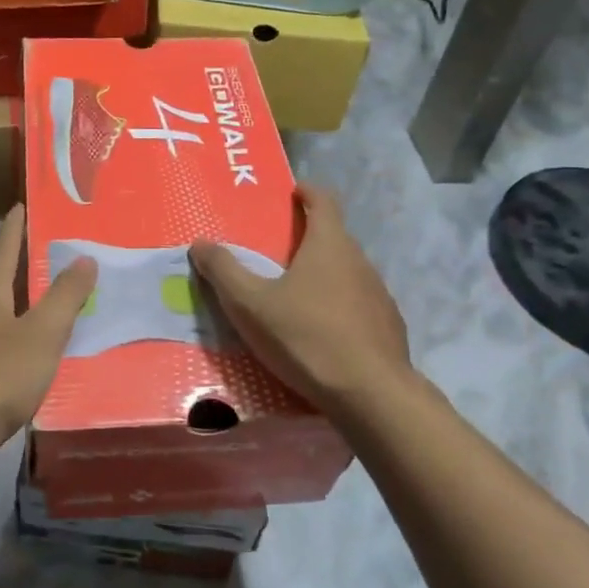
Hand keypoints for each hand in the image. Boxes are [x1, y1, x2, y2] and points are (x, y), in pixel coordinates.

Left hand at [0, 205, 96, 458]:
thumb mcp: (41, 332)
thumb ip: (65, 297)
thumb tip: (85, 258)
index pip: (4, 252)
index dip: (15, 229)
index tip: (21, 205)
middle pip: (2, 281)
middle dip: (25, 264)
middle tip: (56, 250)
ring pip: (6, 315)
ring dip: (29, 303)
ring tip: (60, 298)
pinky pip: (9, 346)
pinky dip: (29, 338)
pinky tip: (45, 351)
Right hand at [190, 186, 413, 416]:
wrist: (370, 395)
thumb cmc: (306, 337)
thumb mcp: (250, 305)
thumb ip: (224, 271)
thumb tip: (200, 244)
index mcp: (329, 245)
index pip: (324, 201)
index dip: (307, 192)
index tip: (293, 192)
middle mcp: (360, 262)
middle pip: (335, 238)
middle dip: (309, 238)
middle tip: (278, 252)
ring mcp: (379, 295)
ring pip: (348, 273)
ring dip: (324, 276)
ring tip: (296, 297)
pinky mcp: (388, 327)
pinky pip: (359, 306)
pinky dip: (340, 308)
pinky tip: (322, 334)